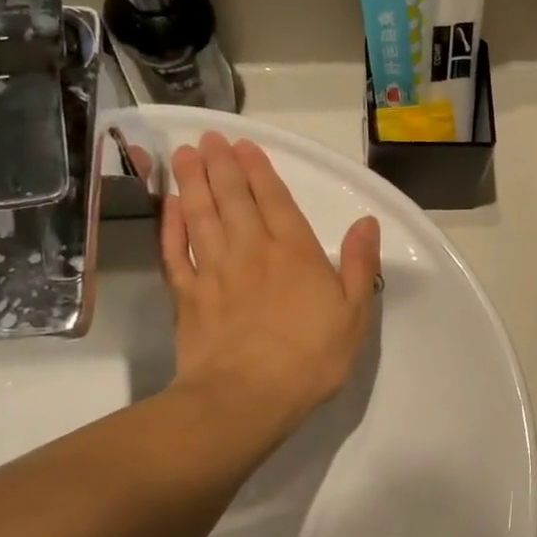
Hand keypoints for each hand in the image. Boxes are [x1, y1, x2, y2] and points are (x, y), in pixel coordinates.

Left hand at [160, 133, 379, 438]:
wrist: (247, 397)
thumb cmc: (311, 357)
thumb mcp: (355, 313)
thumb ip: (360, 264)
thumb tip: (367, 222)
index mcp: (295, 252)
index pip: (275, 200)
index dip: (259, 170)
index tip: (244, 145)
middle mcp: (251, 250)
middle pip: (232, 198)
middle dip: (221, 165)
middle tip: (208, 139)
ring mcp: (214, 271)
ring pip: (201, 216)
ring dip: (193, 183)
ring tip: (184, 155)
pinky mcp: (187, 295)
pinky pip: (175, 251)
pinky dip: (171, 226)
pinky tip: (170, 207)